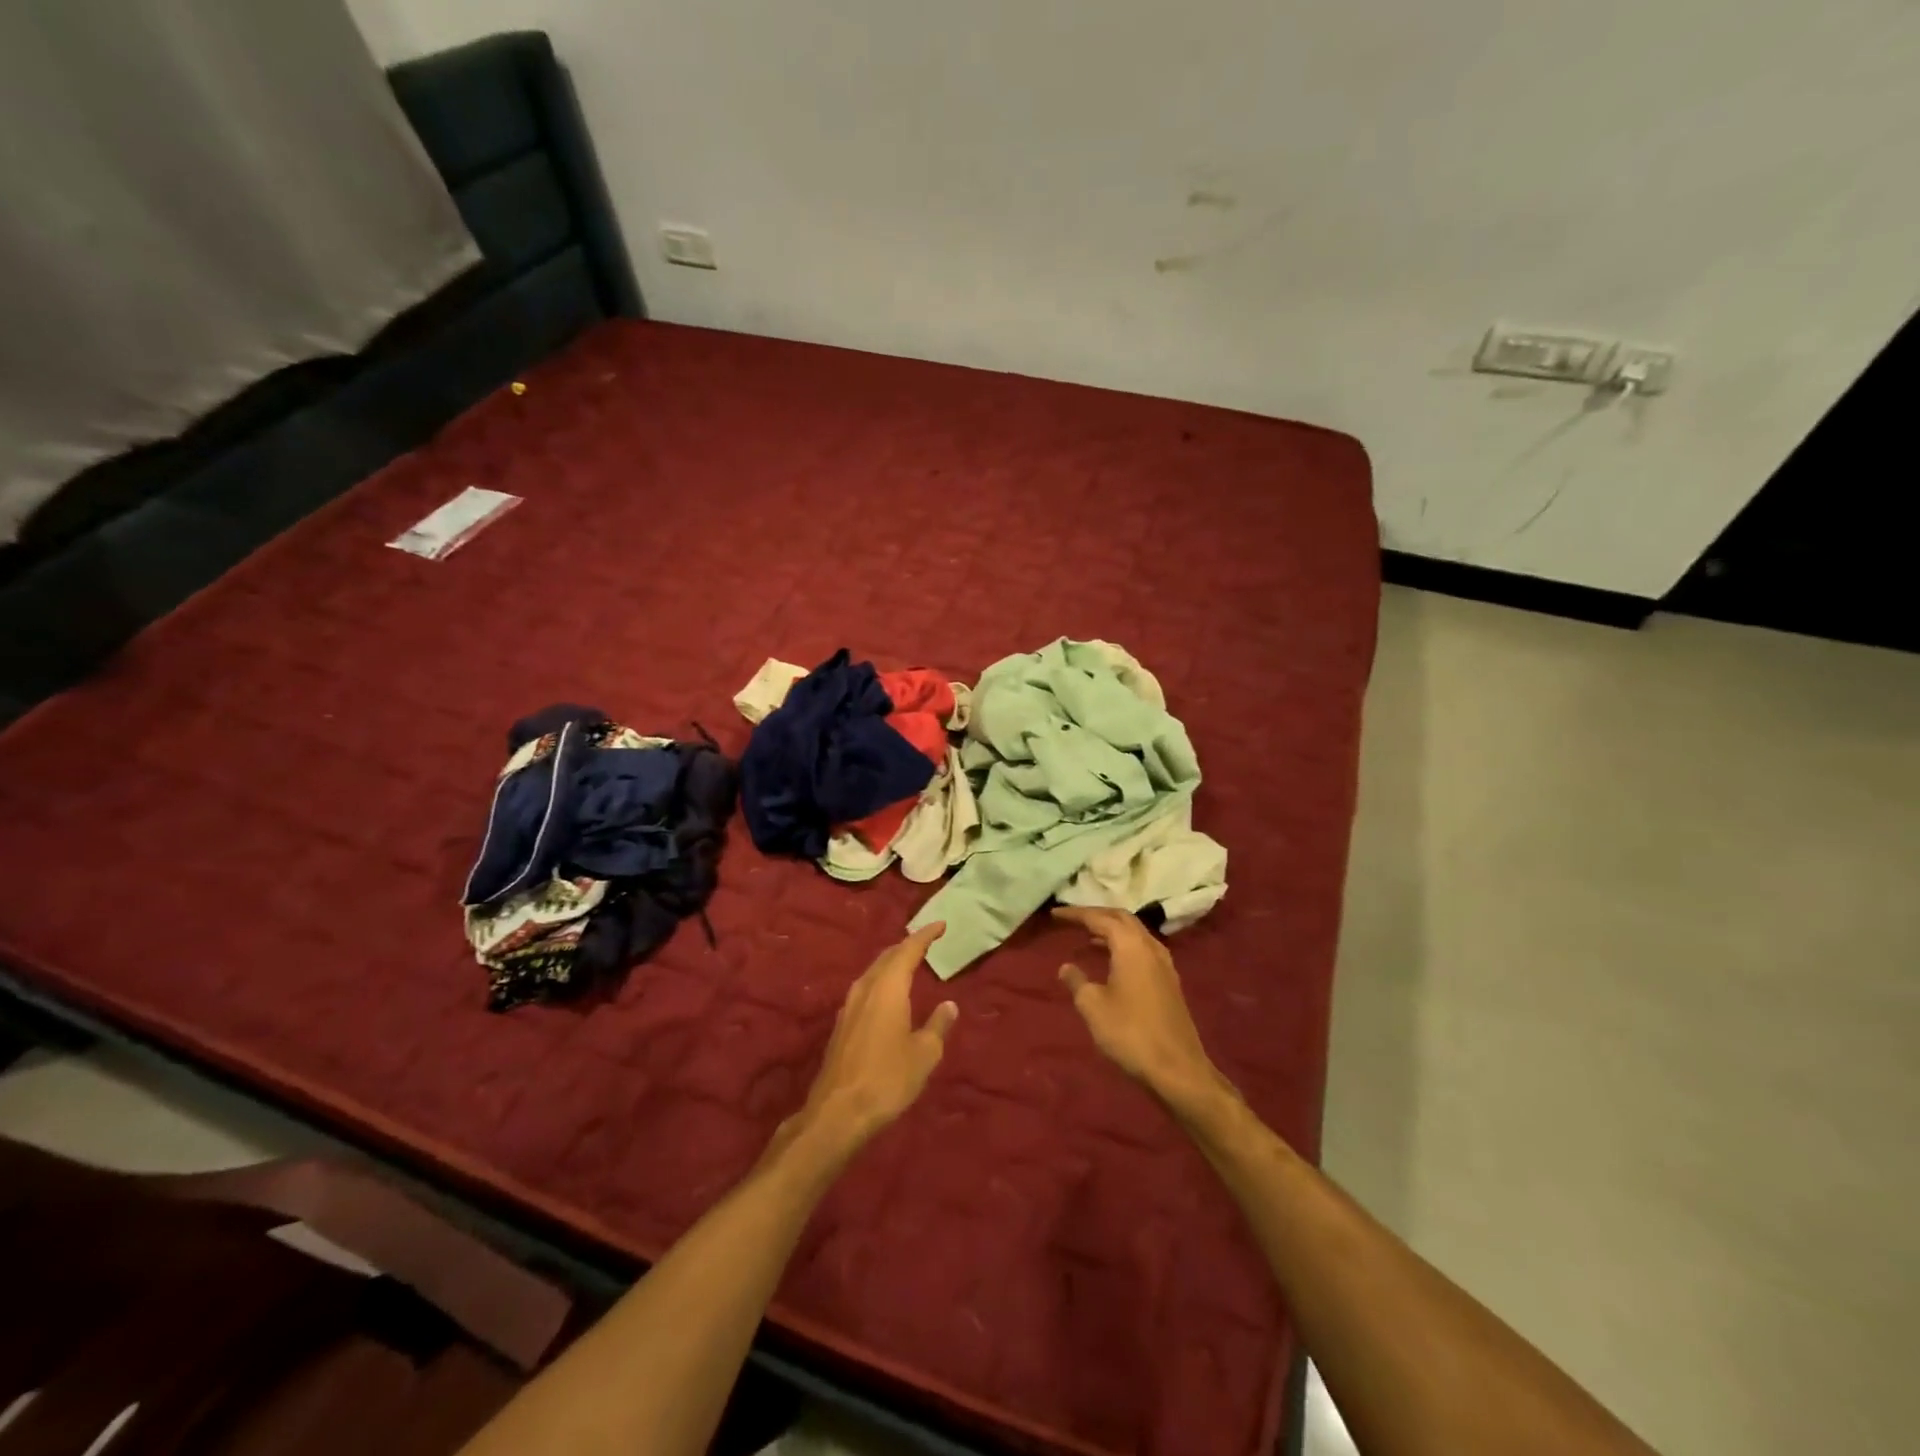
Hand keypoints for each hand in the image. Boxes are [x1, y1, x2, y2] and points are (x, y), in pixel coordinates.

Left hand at [787, 922, 957, 1153]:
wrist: (838, 1112)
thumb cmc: (888, 1079)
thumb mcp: (924, 1054)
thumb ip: (937, 1025)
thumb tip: (948, 1005)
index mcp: (888, 987)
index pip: (908, 950)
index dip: (925, 935)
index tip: (940, 925)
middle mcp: (866, 988)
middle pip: (887, 957)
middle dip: (907, 947)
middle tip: (926, 942)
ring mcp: (849, 1006)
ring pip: (873, 973)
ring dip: (891, 964)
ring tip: (908, 964)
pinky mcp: (841, 1025)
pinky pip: (865, 990)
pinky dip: (881, 983)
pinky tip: (887, 996)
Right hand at [1055, 906, 1228, 1111]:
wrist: (1177, 1069)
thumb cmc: (1130, 1033)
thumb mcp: (1093, 1007)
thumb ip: (1077, 981)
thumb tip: (1066, 966)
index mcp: (1130, 946)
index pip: (1100, 918)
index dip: (1076, 914)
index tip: (1055, 914)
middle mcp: (1150, 947)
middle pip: (1122, 919)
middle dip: (1097, 915)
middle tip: (1074, 920)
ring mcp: (1164, 964)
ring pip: (1135, 933)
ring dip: (1112, 930)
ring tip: (1089, 936)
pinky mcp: (1169, 981)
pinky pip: (1143, 949)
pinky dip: (1124, 945)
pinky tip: (1112, 960)